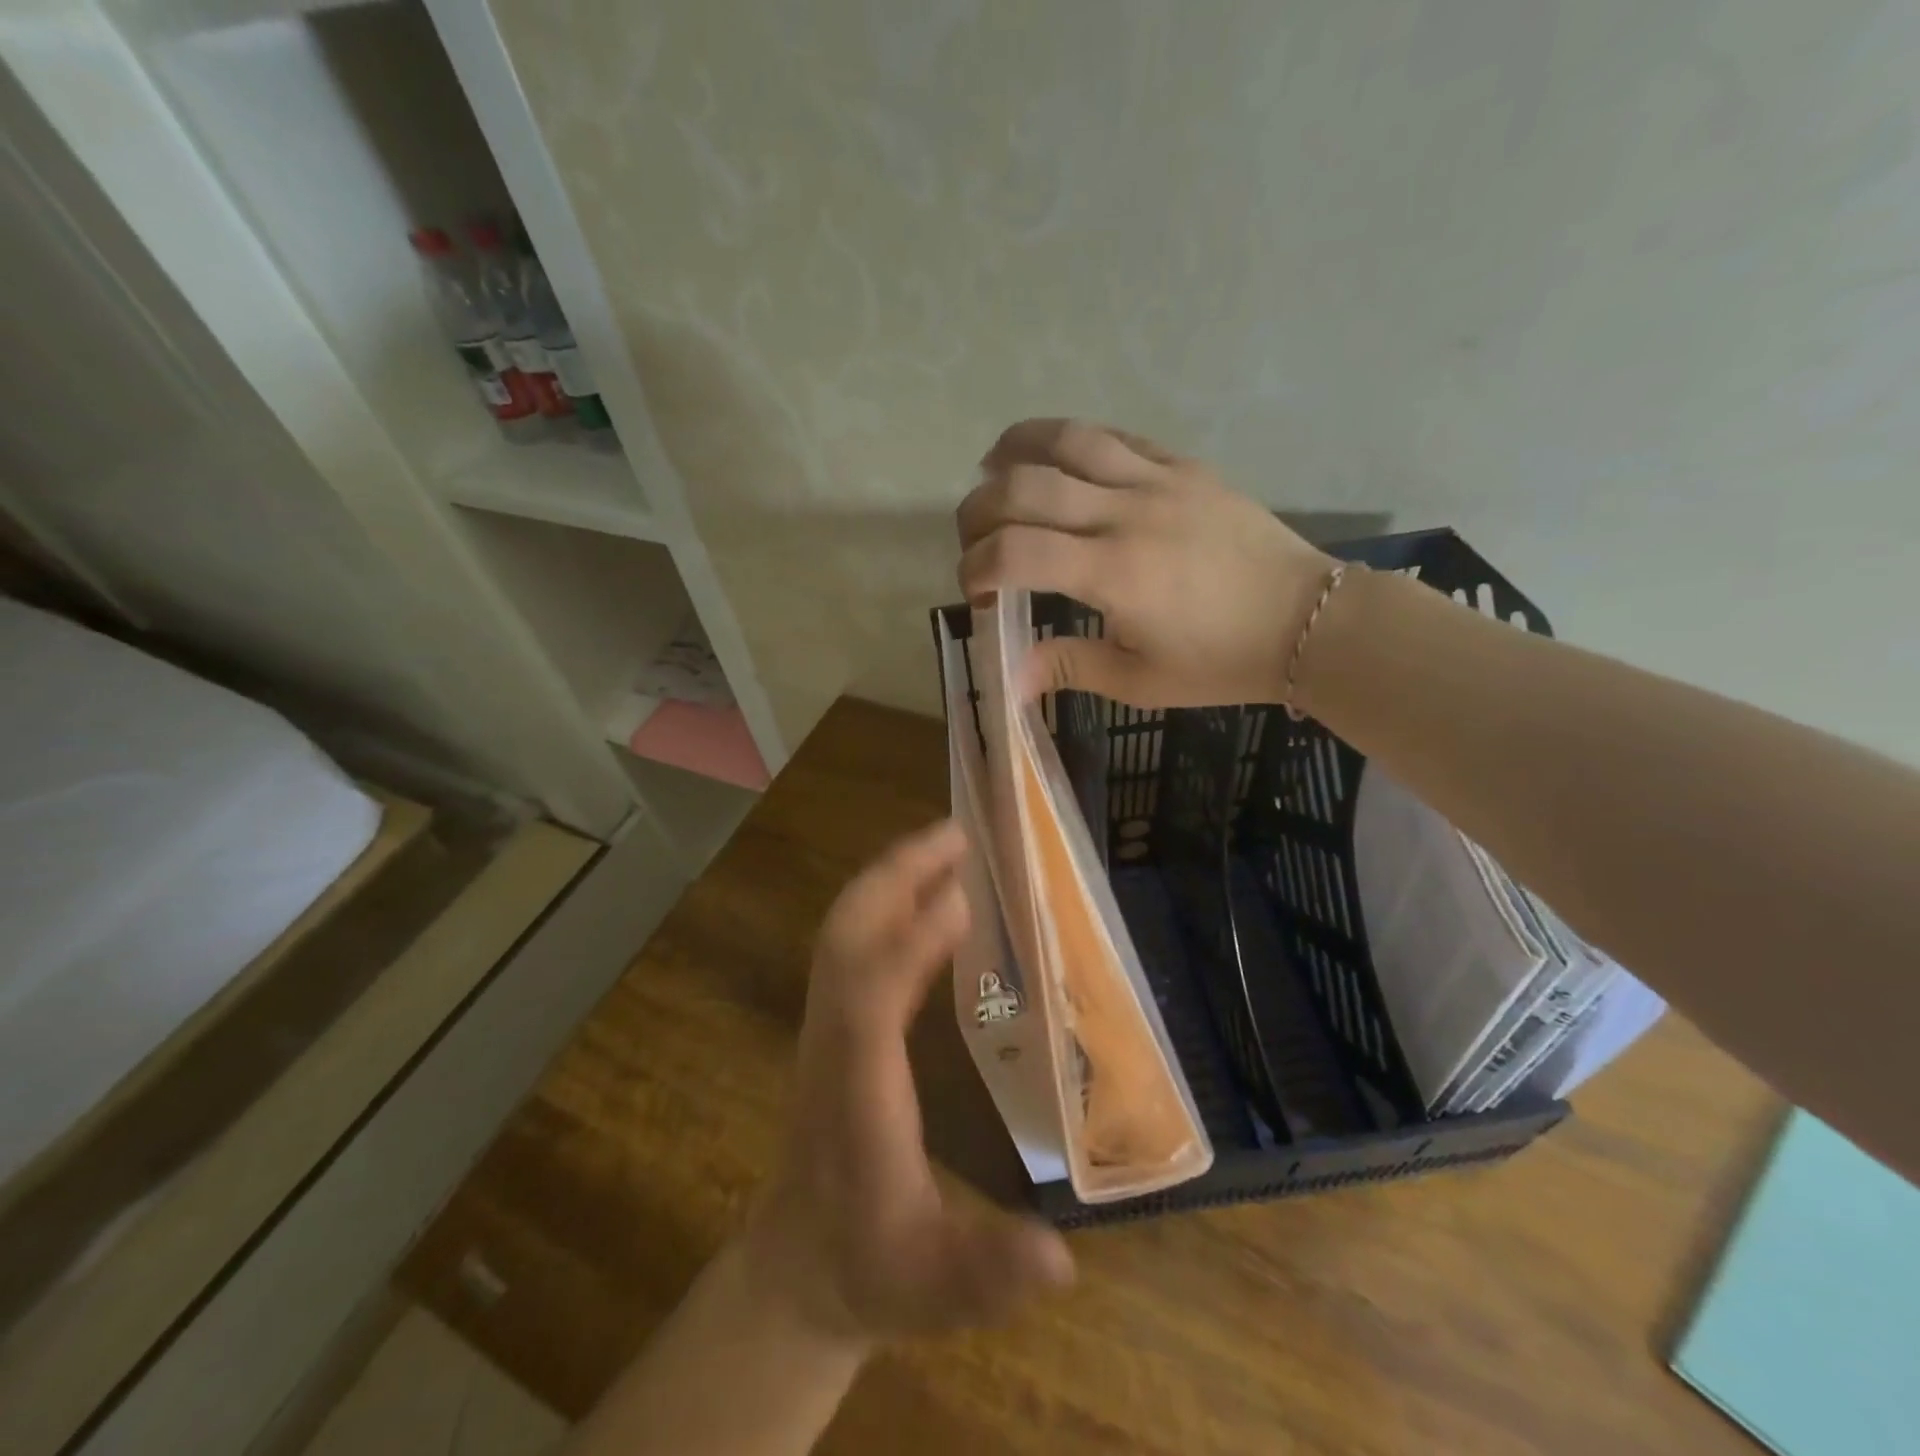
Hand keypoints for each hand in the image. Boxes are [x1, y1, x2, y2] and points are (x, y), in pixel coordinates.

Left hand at [743, 821, 1074, 1343]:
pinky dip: (889, 903)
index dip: (907, 949)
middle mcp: (833, 1045)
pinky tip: (931, 893)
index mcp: (858, 1098)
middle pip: (844, 941)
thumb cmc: (870, 1269)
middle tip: (956, 834)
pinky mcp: (834, 1024)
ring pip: (843, 932)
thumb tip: (1060, 1257)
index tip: (959, 899)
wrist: (797, 1268)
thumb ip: (990, 1274)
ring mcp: (827, 1028)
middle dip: (893, 878)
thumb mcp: (934, 1288)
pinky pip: (854, 945)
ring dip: (891, 878)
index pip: (868, 1007)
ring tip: (948, 844)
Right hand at [957, 418, 1336, 707]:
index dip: (976, 567)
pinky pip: (1117, 436)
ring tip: (992, 466)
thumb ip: (1070, 667)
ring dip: (1016, 448)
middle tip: (973, 537)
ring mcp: (1158, 480)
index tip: (976, 592)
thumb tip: (1011, 679)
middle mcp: (1127, 513)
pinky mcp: (1184, 466)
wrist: (1307, 620)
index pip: (1015, 551)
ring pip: (1068, 440)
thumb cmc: (1221, 660)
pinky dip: (1072, 440)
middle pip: (1025, 486)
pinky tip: (1057, 456)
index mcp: (1114, 573)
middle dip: (979, 510)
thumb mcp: (1141, 680)